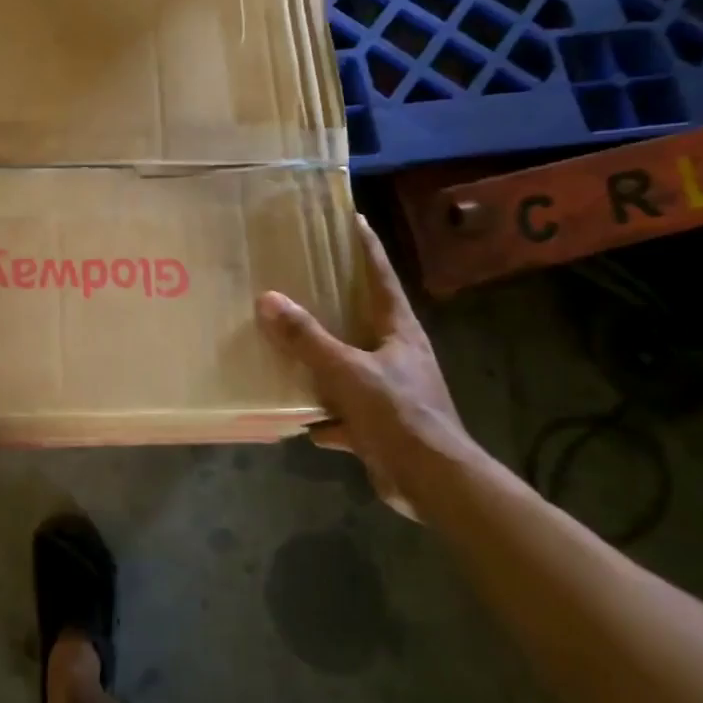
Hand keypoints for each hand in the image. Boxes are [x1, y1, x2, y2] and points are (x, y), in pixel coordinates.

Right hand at [256, 214, 473, 517]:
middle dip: (335, 300)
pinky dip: (326, 415)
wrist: (434, 483)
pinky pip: (344, 410)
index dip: (367, 248)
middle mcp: (397, 355)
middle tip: (301, 278)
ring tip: (288, 347)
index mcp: (399, 331)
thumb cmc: (400, 415)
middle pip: (363, 318)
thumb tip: (268, 300)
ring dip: (324, 361)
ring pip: (350, 365)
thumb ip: (308, 339)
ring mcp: (390, 391)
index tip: (352, 219)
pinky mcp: (381, 426)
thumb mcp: (348, 372)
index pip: (382, 277)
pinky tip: (302, 417)